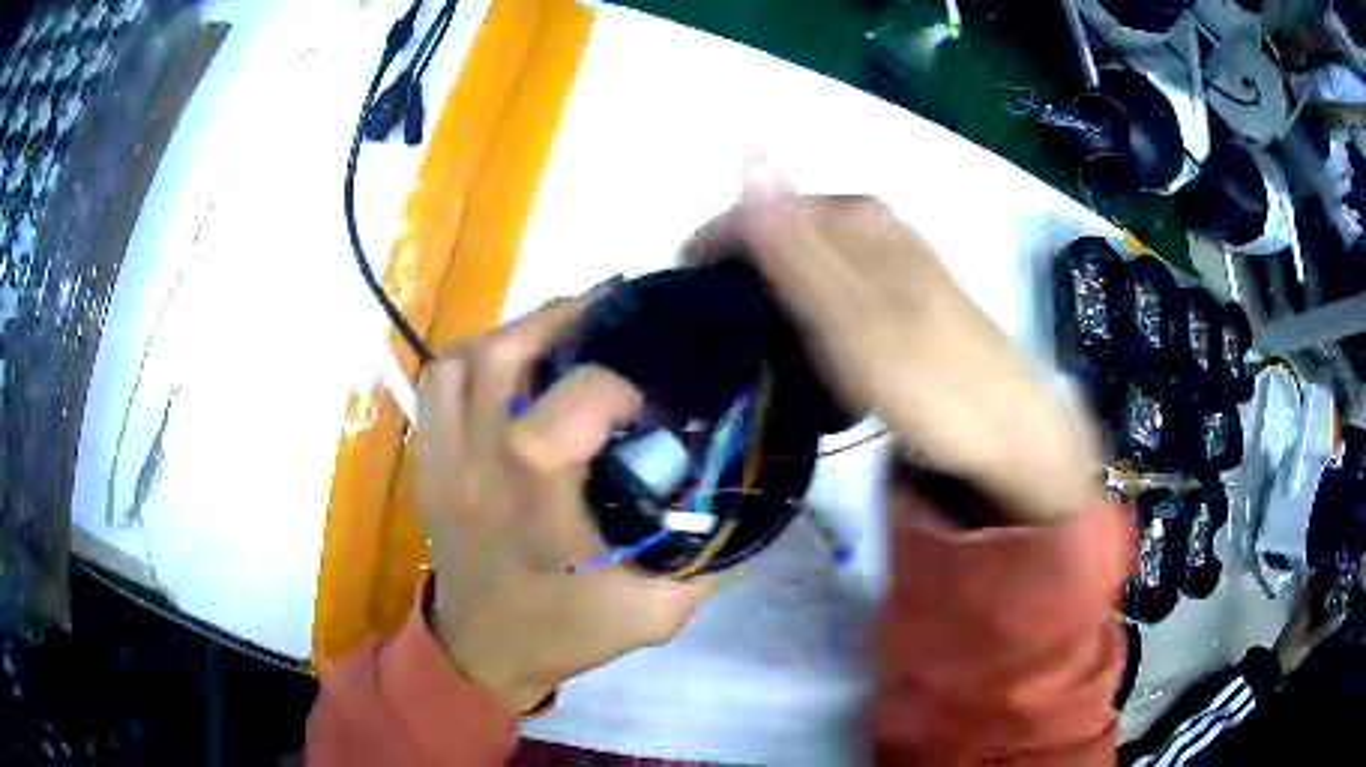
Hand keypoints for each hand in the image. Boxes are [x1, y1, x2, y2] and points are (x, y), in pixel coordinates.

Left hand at [415, 299, 714, 711]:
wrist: (480, 652)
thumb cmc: (563, 633)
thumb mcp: (653, 614)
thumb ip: (706, 558)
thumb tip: (741, 494)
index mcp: (537, 508)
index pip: (563, 411)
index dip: (611, 385)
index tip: (644, 399)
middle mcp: (480, 470)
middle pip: (500, 358)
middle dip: (559, 320)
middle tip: (607, 315)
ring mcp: (444, 461)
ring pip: (461, 361)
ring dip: (514, 334)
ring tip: (560, 335)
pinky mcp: (428, 461)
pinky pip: (436, 385)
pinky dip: (473, 359)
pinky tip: (510, 369)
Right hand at [687, 162, 1101, 524]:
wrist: (1011, 435)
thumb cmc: (934, 381)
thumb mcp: (856, 315)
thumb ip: (798, 244)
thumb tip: (748, 154)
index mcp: (862, 223)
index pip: (765, 209)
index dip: (715, 244)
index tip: (681, 289)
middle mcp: (880, 232)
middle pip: (788, 232)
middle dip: (741, 270)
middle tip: (710, 321)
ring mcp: (897, 266)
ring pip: (813, 262)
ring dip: (772, 291)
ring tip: (746, 333)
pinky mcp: (906, 302)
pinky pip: (838, 290)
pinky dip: (808, 313)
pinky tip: (805, 341)